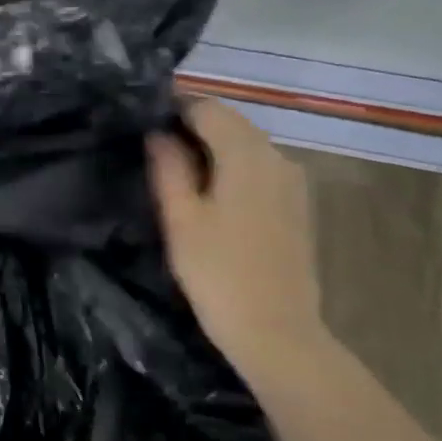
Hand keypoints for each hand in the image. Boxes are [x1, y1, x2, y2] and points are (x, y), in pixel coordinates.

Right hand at [146, 97, 327, 370]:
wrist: (277, 332)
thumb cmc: (218, 273)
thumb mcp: (180, 218)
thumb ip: (168, 167)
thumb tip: (157, 133)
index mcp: (247, 155)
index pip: (207, 108)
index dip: (174, 108)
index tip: (143, 121)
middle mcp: (277, 157)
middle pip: (231, 122)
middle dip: (193, 124)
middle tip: (154, 144)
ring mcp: (293, 181)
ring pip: (247, 143)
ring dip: (213, 145)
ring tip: (176, 167)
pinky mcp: (297, 204)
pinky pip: (260, 166)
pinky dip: (233, 165)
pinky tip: (210, 190)